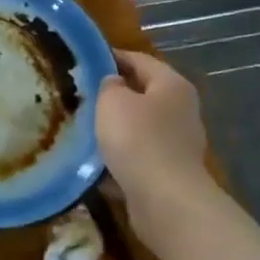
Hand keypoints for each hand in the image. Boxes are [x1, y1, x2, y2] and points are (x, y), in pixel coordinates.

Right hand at [96, 50, 218, 251]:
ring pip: (138, 128)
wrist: (165, 202)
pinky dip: (118, 157)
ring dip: (114, 128)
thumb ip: (108, 85)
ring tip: (81, 128)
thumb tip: (113, 84)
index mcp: (172, 85)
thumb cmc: (138, 140)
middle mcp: (181, 110)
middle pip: (141, 94)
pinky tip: (93, 161)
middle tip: (79, 95)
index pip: (138, 59)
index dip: (110, 57)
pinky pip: (137, 157)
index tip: (82, 61)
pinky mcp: (169, 173)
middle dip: (111, 95)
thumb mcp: (112, 101)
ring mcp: (177, 144)